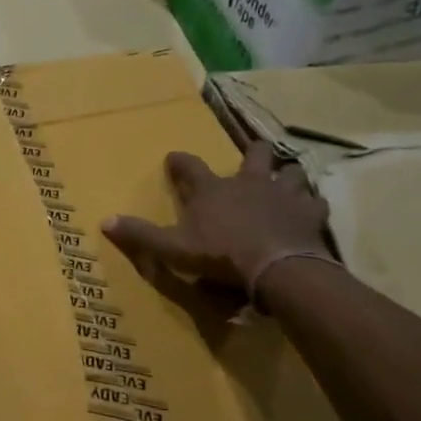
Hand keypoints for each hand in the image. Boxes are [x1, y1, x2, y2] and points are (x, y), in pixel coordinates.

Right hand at [102, 144, 329, 294]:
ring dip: (287, 174)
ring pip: (291, 172)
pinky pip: (315, 202)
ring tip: (286, 179)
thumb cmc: (220, 255)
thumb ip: (140, 234)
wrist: (276, 267)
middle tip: (251, 154)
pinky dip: (312, 204)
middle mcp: (249, 182)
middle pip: (254, 155)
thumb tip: (104, 221)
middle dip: (252, 152)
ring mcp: (283, 194)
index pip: (190, 166)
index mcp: (212, 189)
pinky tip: (311, 209)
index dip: (179, 161)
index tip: (173, 158)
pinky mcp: (309, 213)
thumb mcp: (172, 248)